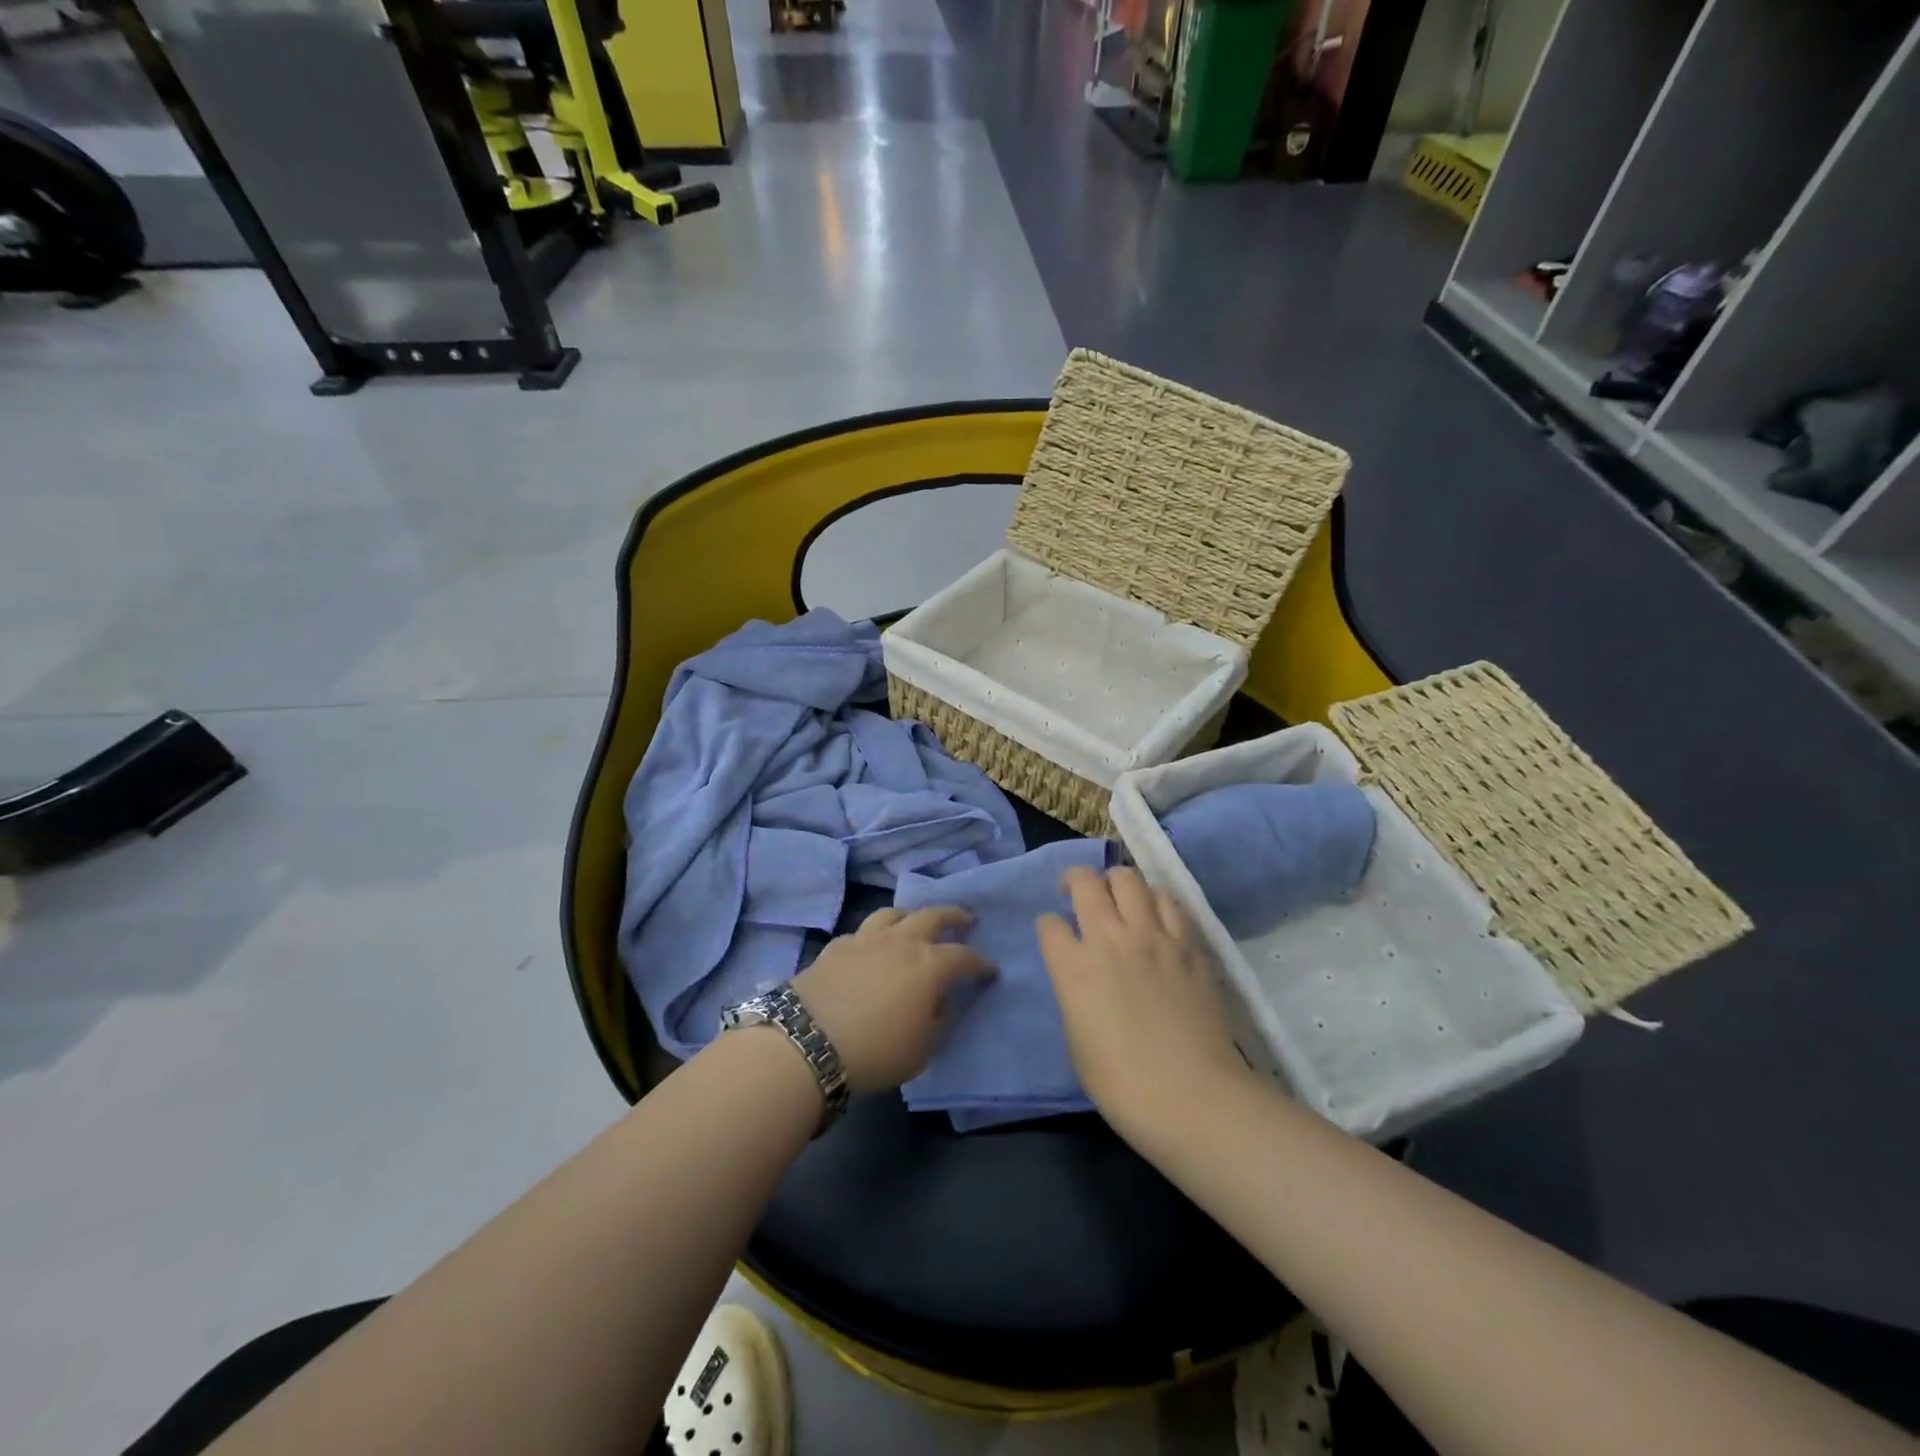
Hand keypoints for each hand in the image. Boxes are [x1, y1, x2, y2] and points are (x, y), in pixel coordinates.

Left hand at [791, 907, 994, 1092]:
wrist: (808, 1041)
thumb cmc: (876, 1051)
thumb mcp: (921, 1051)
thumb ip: (937, 1022)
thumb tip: (939, 1002)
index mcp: (928, 965)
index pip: (963, 956)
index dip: (979, 963)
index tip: (989, 969)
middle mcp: (900, 942)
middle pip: (932, 916)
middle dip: (952, 915)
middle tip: (964, 919)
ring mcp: (865, 939)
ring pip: (893, 913)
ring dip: (910, 914)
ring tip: (915, 920)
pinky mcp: (836, 946)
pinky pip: (862, 932)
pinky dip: (874, 935)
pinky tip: (872, 946)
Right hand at [1038, 866, 1251, 1135]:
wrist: (1191, 1095)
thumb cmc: (1122, 1083)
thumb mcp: (1076, 1039)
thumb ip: (1074, 993)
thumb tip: (1083, 976)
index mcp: (1074, 967)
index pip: (1049, 924)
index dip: (1048, 927)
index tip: (1055, 936)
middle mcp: (1110, 938)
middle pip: (1086, 882)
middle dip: (1075, 881)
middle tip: (1077, 893)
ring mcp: (1153, 936)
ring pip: (1129, 879)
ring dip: (1117, 883)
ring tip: (1120, 899)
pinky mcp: (1189, 944)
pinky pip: (1169, 902)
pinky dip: (1156, 901)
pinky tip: (1156, 917)